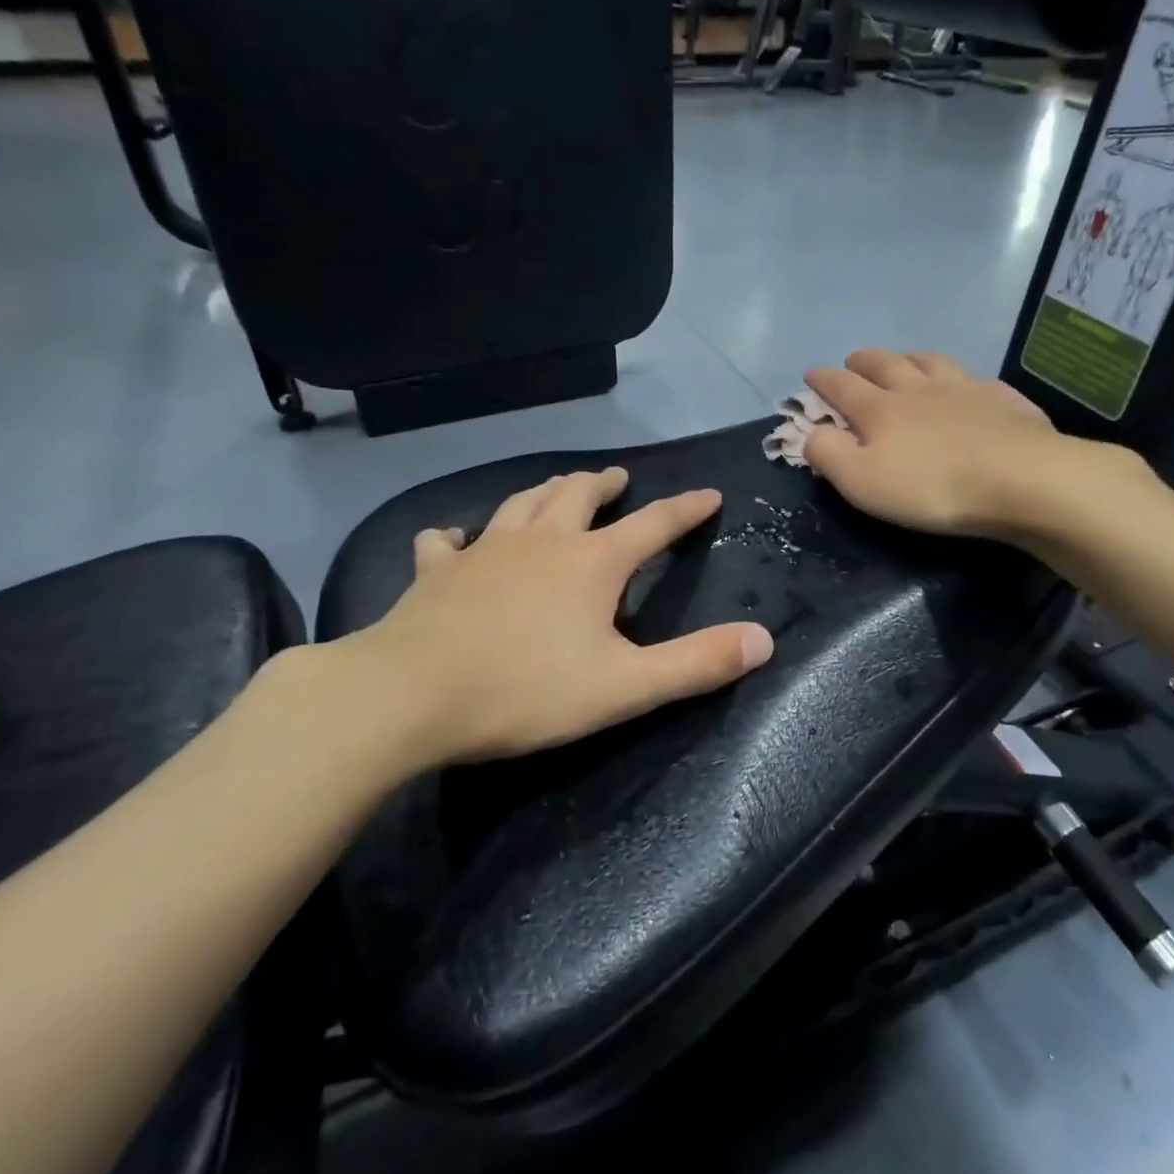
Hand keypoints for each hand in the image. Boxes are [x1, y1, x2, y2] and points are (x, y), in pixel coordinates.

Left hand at [315, 469, 773, 778]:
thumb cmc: (526, 690)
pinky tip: (455, 538)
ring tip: (557, 487)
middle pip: (579, 495)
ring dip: (545, 491)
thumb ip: (697, 663)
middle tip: (617, 478)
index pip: (654, 524)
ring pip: (521, 502)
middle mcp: (543, 540)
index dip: (685, 509)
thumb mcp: (625, 687)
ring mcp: (485, 549)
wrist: (409, 695)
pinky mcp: (438, 571)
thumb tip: (764, 639)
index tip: (708, 494)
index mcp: (592, 562)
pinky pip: (447, 541)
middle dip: (604, 484)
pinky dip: (458, 535)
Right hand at [803, 350, 1160, 540]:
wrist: (1021, 481)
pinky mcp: (1004, 401)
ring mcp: (964, 389)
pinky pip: (978, 381)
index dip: (822, 380)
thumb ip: (828, 455)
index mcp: (880, 409)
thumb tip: (810, 433)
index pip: (841, 386)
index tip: (810, 374)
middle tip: (853, 360)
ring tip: (904, 359)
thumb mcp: (861, 481)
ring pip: (930, 363)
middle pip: (885, 364)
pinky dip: (964, 380)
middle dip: (863, 361)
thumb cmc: (931, 487)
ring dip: (910, 358)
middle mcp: (919, 389)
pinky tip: (969, 386)